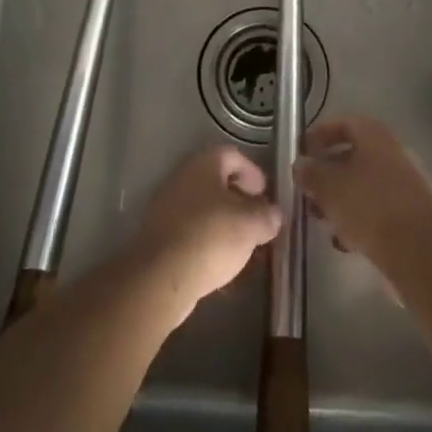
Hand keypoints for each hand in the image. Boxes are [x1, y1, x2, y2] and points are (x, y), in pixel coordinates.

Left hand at [130, 144, 281, 326]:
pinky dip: (206, 243)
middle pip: (216, 182)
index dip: (253, 172)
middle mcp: (182, 178)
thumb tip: (273, 214)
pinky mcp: (158, 236)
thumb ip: (267, 215)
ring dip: (223, 224)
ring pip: (203, 209)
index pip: (232, 155)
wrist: (160, 276)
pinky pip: (189, 232)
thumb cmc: (211, 237)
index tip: (265, 195)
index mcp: (204, 164)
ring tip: (242, 249)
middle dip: (239, 201)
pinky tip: (220, 267)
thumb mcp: (251, 225)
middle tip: (257, 222)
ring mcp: (166, 207)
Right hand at [294, 116, 431, 270]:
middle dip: (327, 172)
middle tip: (307, 188)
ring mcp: (405, 182)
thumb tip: (300, 165)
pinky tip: (344, 240)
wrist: (418, 249)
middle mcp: (392, 152)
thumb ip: (310, 173)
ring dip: (340, 197)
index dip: (318, 135)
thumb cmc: (368, 205)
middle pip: (353, 155)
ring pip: (364, 183)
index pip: (342, 123)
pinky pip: (377, 207)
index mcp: (374, 135)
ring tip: (321, 218)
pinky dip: (359, 218)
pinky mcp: (411, 213)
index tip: (300, 151)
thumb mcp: (328, 187)